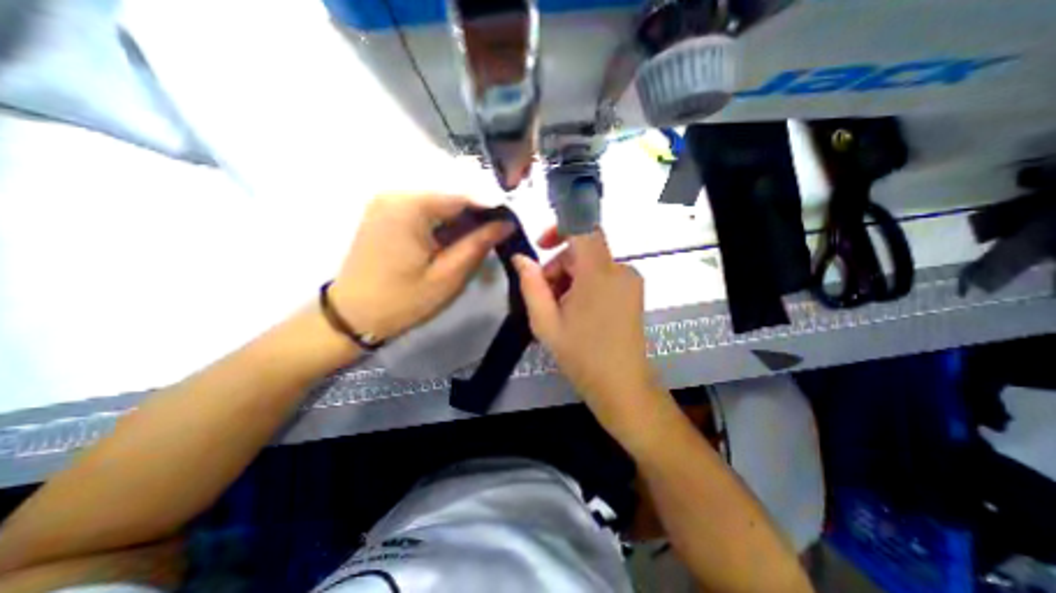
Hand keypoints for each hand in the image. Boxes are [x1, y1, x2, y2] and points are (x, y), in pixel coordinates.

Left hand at [330, 195, 513, 339]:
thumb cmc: (403, 301)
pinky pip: (425, 211)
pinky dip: (444, 224)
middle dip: (477, 216)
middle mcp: (397, 193)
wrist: (353, 316)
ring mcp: (388, 202)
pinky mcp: (386, 213)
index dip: (492, 209)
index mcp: (411, 206)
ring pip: (440, 203)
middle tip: (496, 238)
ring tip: (478, 242)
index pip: (464, 196)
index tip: (511, 226)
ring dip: (461, 221)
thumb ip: (479, 244)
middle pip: (451, 196)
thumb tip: (507, 224)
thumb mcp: (449, 275)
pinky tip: (454, 241)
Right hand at [512, 229, 657, 430]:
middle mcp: (620, 269)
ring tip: (560, 310)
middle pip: (584, 249)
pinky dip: (586, 285)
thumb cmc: (581, 355)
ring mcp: (631, 280)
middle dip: (559, 266)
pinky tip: (578, 312)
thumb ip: (531, 285)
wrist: (622, 386)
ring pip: (592, 263)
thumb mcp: (546, 322)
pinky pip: (604, 275)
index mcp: (599, 273)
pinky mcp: (633, 292)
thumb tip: (521, 258)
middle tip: (545, 297)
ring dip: (571, 278)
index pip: (582, 227)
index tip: (541, 246)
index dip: (559, 228)